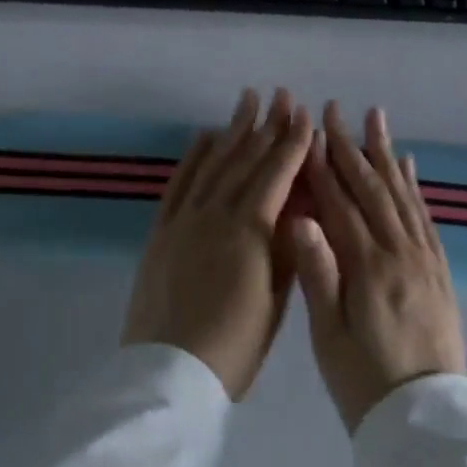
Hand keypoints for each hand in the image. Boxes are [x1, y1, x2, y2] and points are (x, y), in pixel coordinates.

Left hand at [122, 88, 312, 399]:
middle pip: (247, 158)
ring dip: (233, 129)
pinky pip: (179, 181)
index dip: (293, 141)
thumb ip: (288, 246)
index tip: (304, 114)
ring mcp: (186, 216)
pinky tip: (204, 134)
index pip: (277, 172)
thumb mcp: (277, 298)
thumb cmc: (236, 345)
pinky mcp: (162, 228)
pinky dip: (194, 155)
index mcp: (251, 228)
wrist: (171, 372)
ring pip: (214, 162)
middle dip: (267, 124)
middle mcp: (218, 210)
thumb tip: (302, 204)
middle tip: (280, 95)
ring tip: (247, 100)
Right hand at [288, 101, 466, 432]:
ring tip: (375, 118)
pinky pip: (426, 217)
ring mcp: (424, 259)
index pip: (340, 203)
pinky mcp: (439, 270)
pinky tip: (408, 166)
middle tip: (337, 109)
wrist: (425, 425)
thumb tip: (299, 217)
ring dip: (386, 153)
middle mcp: (399, 252)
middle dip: (351, 146)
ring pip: (401, 194)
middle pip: (372, 188)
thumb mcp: (329, 337)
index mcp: (368, 268)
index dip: (323, 165)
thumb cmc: (363, 383)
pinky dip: (414, 186)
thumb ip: (317, 273)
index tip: (310, 130)